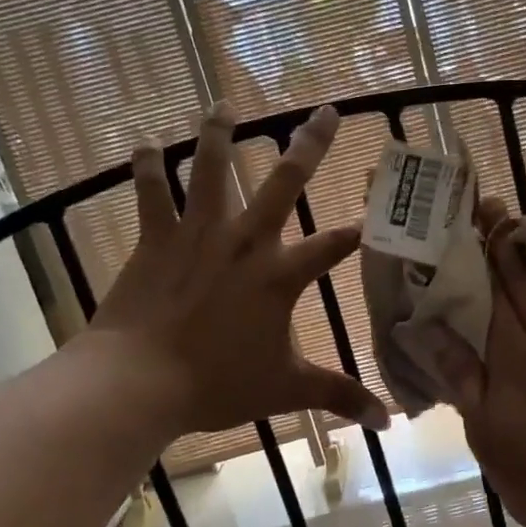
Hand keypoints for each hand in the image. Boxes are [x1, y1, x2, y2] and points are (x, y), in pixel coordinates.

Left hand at [83, 105, 388, 439]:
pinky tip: (146, 143)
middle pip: (285, 181)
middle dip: (310, 144)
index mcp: (280, 275)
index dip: (356, 231)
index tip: (373, 217)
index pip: (333, 246)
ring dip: (219, 133)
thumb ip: (339, 396)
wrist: (139, 381)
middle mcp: (245, 241)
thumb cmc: (216, 384)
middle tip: (326, 111)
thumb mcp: (286, 389)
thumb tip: (386, 423)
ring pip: (212, 168)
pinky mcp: (156, 238)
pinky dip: (148, 166)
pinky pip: (151, 192)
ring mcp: (198, 234)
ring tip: (223, 103)